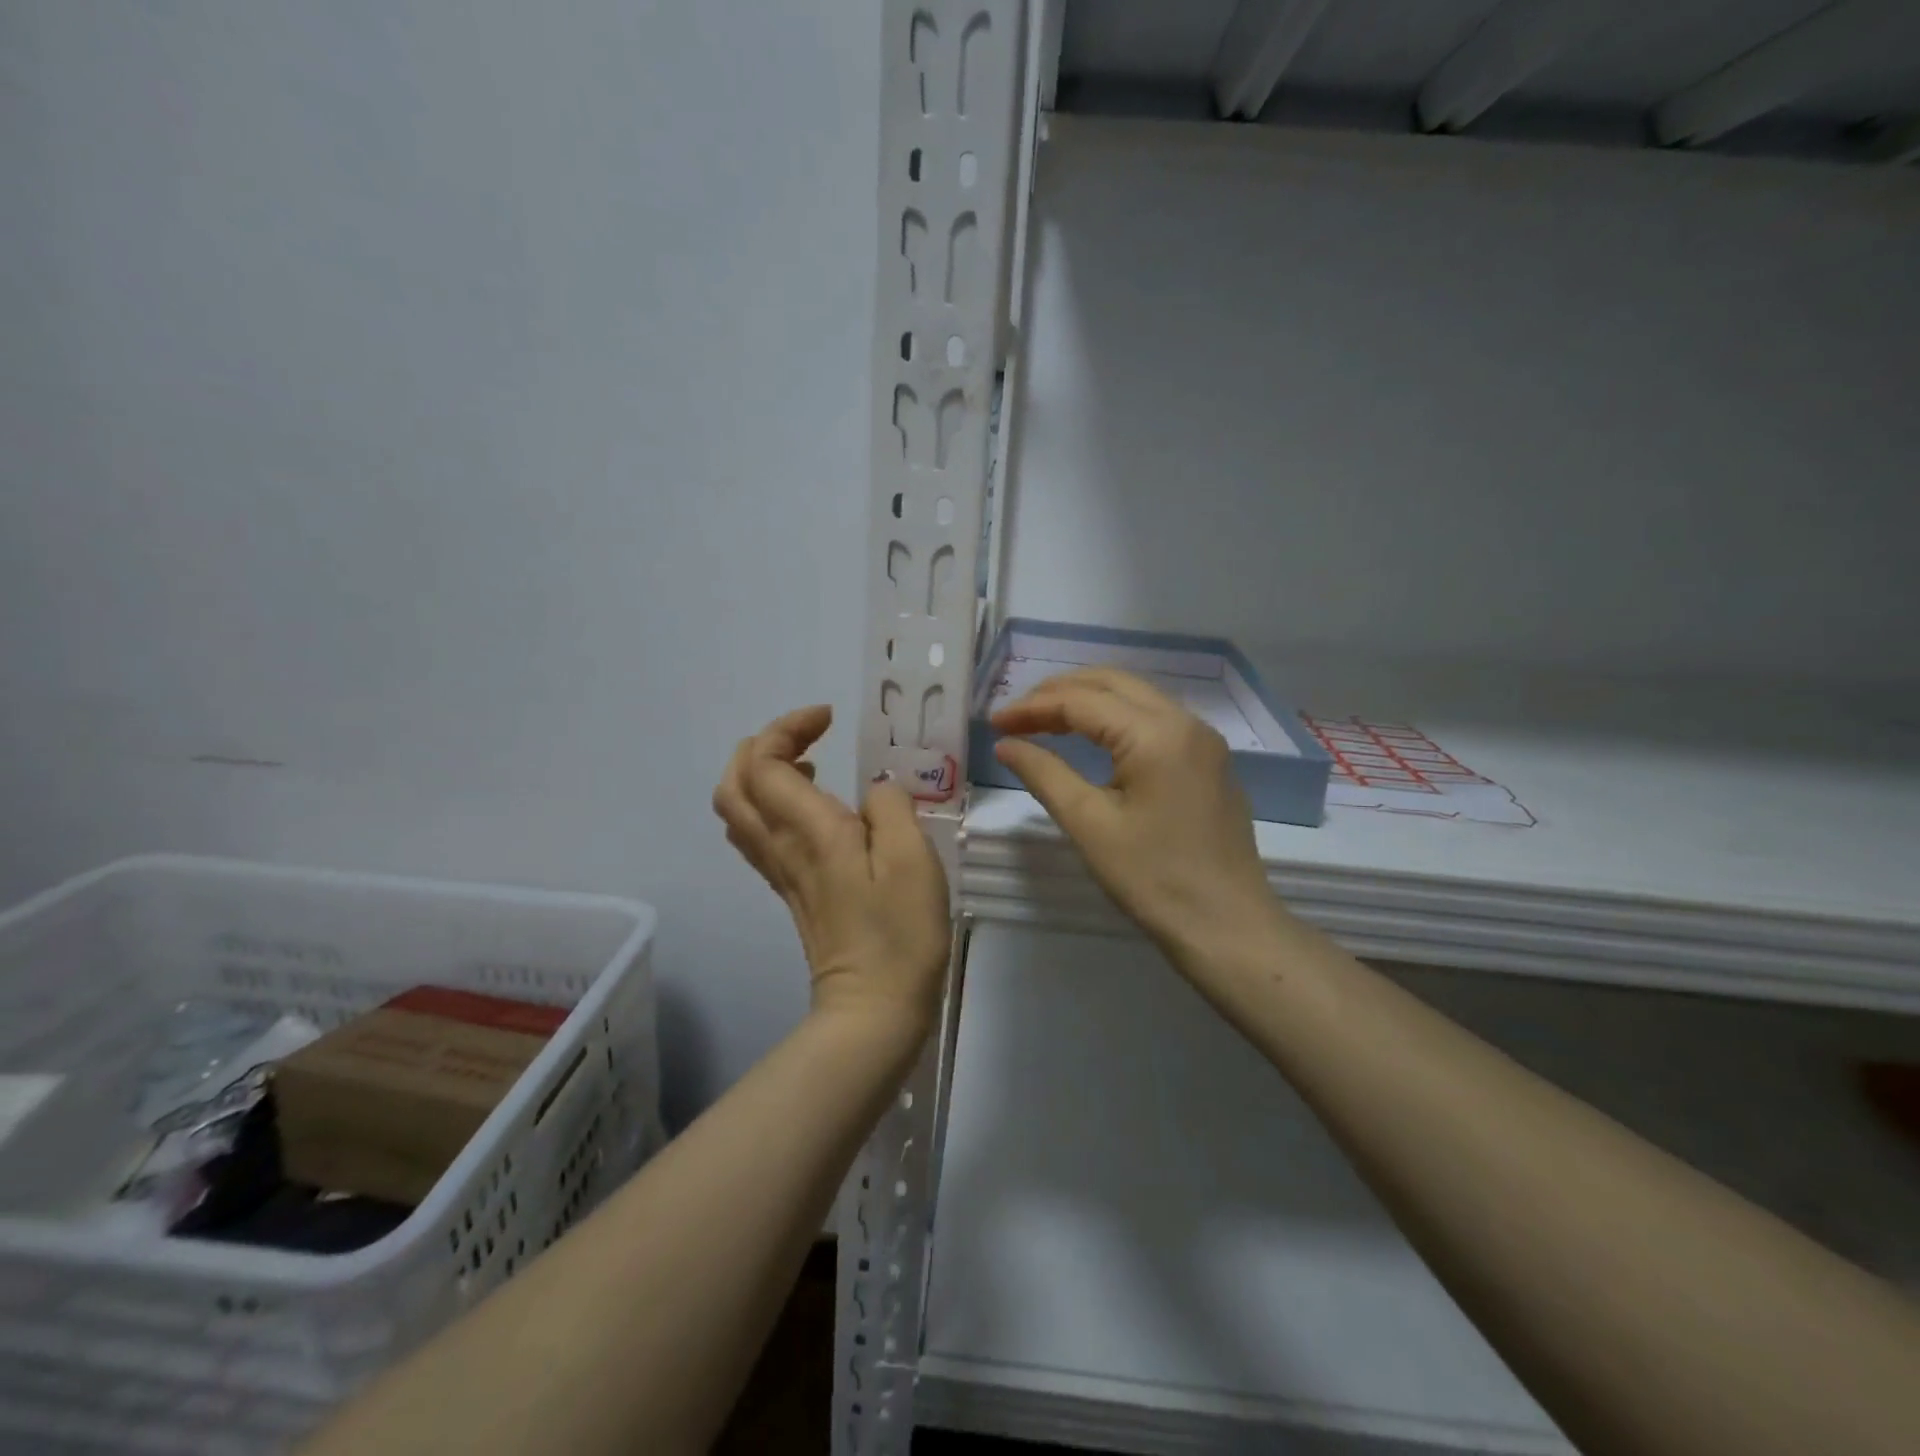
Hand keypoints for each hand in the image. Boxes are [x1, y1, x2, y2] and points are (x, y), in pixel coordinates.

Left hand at [713, 706, 950, 1036]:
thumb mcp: (912, 858)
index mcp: (809, 830)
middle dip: (762, 745)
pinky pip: (756, 834)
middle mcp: (781, 846)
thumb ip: (891, 806)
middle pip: (734, 783)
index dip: (788, 727)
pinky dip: (769, 803)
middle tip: (809, 735)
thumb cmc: (900, 932)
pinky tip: (812, 807)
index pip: (766, 762)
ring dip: (760, 773)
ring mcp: (780, 871)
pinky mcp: (789, 889)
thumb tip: (874, 791)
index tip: (828, 718)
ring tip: (809, 763)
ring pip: (737, 810)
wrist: (874, 1007)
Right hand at [992, 669, 1285, 967]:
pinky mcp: (1209, 760)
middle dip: (1059, 692)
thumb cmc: (1154, 880)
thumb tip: (1006, 744)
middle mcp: (1185, 721)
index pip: (1081, 701)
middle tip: (1017, 716)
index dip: (1032, 707)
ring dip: (1088, 701)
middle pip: (1112, 683)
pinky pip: (1155, 719)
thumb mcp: (1090, 826)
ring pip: (1136, 697)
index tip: (995, 723)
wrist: (1229, 928)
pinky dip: (1115, 718)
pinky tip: (1092, 740)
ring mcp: (1203, 739)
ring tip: (1044, 722)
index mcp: (1156, 734)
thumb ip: (1044, 774)